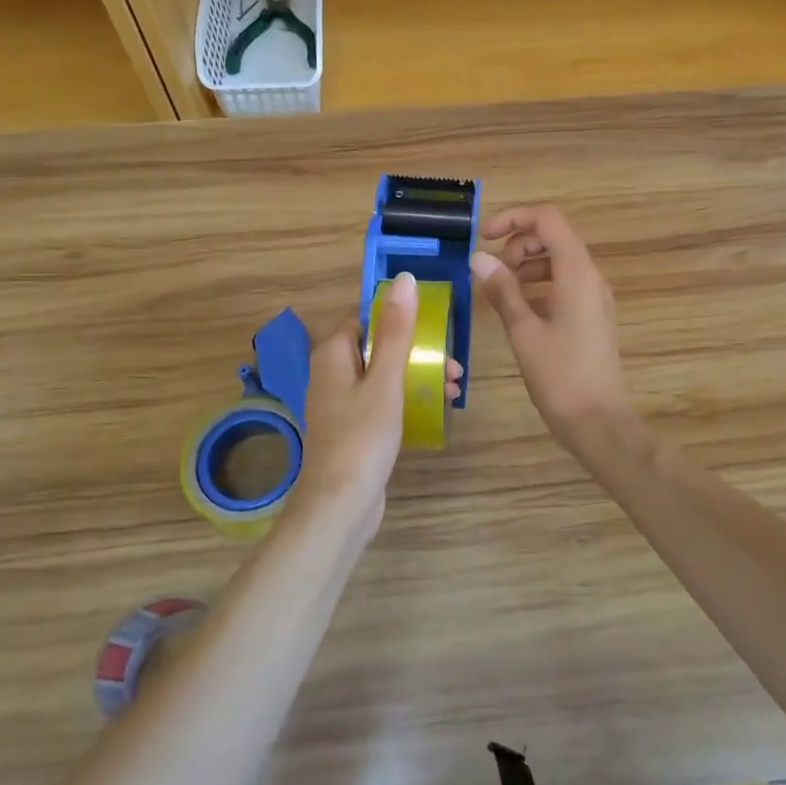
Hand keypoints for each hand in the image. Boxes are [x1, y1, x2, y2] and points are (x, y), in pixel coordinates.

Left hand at [291, 273, 461, 540]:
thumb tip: (404, 280)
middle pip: (379, 346)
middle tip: (453, 365)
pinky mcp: (353, 428)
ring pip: (384, 375)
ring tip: (453, 388)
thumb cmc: (362, 436)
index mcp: (333, 354)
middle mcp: (332, 373)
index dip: (399, 317)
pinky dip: (407, 398)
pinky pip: (383, 400)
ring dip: (418, 375)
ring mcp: (341, 404)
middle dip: (417, 351)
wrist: (340, 505)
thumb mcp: (386, 379)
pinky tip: (436, 407)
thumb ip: (396, 330)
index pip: (365, 318)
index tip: (435, 326)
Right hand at [470, 205, 629, 442]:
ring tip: (501, 292)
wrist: (597, 420)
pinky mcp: (593, 316)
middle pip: (554, 237)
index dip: (514, 219)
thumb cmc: (559, 374)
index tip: (484, 239)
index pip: (547, 219)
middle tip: (493, 273)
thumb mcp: (523, 330)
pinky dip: (540, 286)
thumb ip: (502, 289)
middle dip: (518, 244)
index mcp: (577, 272)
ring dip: (527, 266)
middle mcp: (591, 276)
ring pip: (559, 262)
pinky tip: (519, 310)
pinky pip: (565, 285)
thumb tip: (479, 258)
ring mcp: (595, 297)